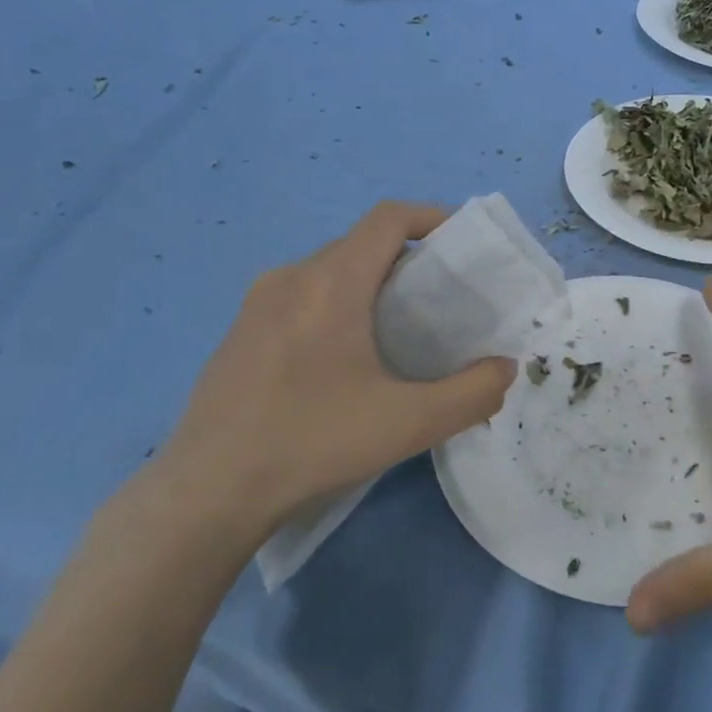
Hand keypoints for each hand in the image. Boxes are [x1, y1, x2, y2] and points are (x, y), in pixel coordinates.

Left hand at [153, 202, 516, 548]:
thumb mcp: (409, 423)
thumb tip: (503, 369)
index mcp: (330, 282)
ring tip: (401, 334)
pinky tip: (345, 364)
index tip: (465, 247)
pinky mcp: (239, 333)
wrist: (208, 492)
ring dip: (372, 286)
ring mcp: (256, 304)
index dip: (433, 218)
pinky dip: (337, 307)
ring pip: (329, 273)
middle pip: (361, 245)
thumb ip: (472, 394)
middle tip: (443, 304)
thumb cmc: (312, 443)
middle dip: (409, 261)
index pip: (389, 218)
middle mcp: (290, 277)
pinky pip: (301, 298)